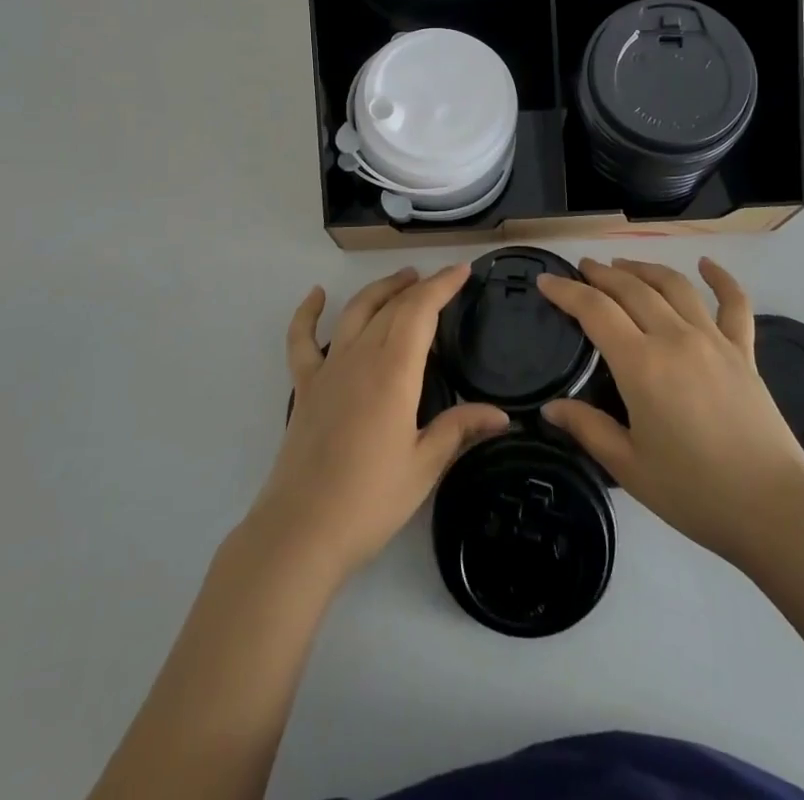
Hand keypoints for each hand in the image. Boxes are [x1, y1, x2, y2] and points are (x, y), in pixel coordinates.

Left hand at [245, 266, 508, 586]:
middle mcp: (360, 357)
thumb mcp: (424, 467)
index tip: (463, 271)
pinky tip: (317, 295)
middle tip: (441, 279)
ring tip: (402, 279)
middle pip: (392, 307)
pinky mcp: (305, 387)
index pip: (420, 311)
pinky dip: (307, 313)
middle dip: (419, 286)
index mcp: (393, 372)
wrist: (301, 532)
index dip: (442, 285)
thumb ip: (459, 430)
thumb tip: (502, 415)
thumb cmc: (369, 500)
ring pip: (355, 312)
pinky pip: (302, 340)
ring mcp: (328, 369)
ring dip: (380, 290)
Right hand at [539, 257, 803, 571]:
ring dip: (645, 268)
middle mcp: (675, 338)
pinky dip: (721, 279)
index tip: (546, 280)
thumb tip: (550, 408)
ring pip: (674, 286)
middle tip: (582, 267)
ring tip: (623, 264)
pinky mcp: (744, 352)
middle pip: (632, 289)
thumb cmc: (695, 493)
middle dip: (602, 273)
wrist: (775, 509)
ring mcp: (713, 340)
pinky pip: (735, 304)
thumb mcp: (630, 467)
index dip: (566, 291)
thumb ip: (588, 429)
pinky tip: (708, 264)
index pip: (595, 310)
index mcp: (641, 364)